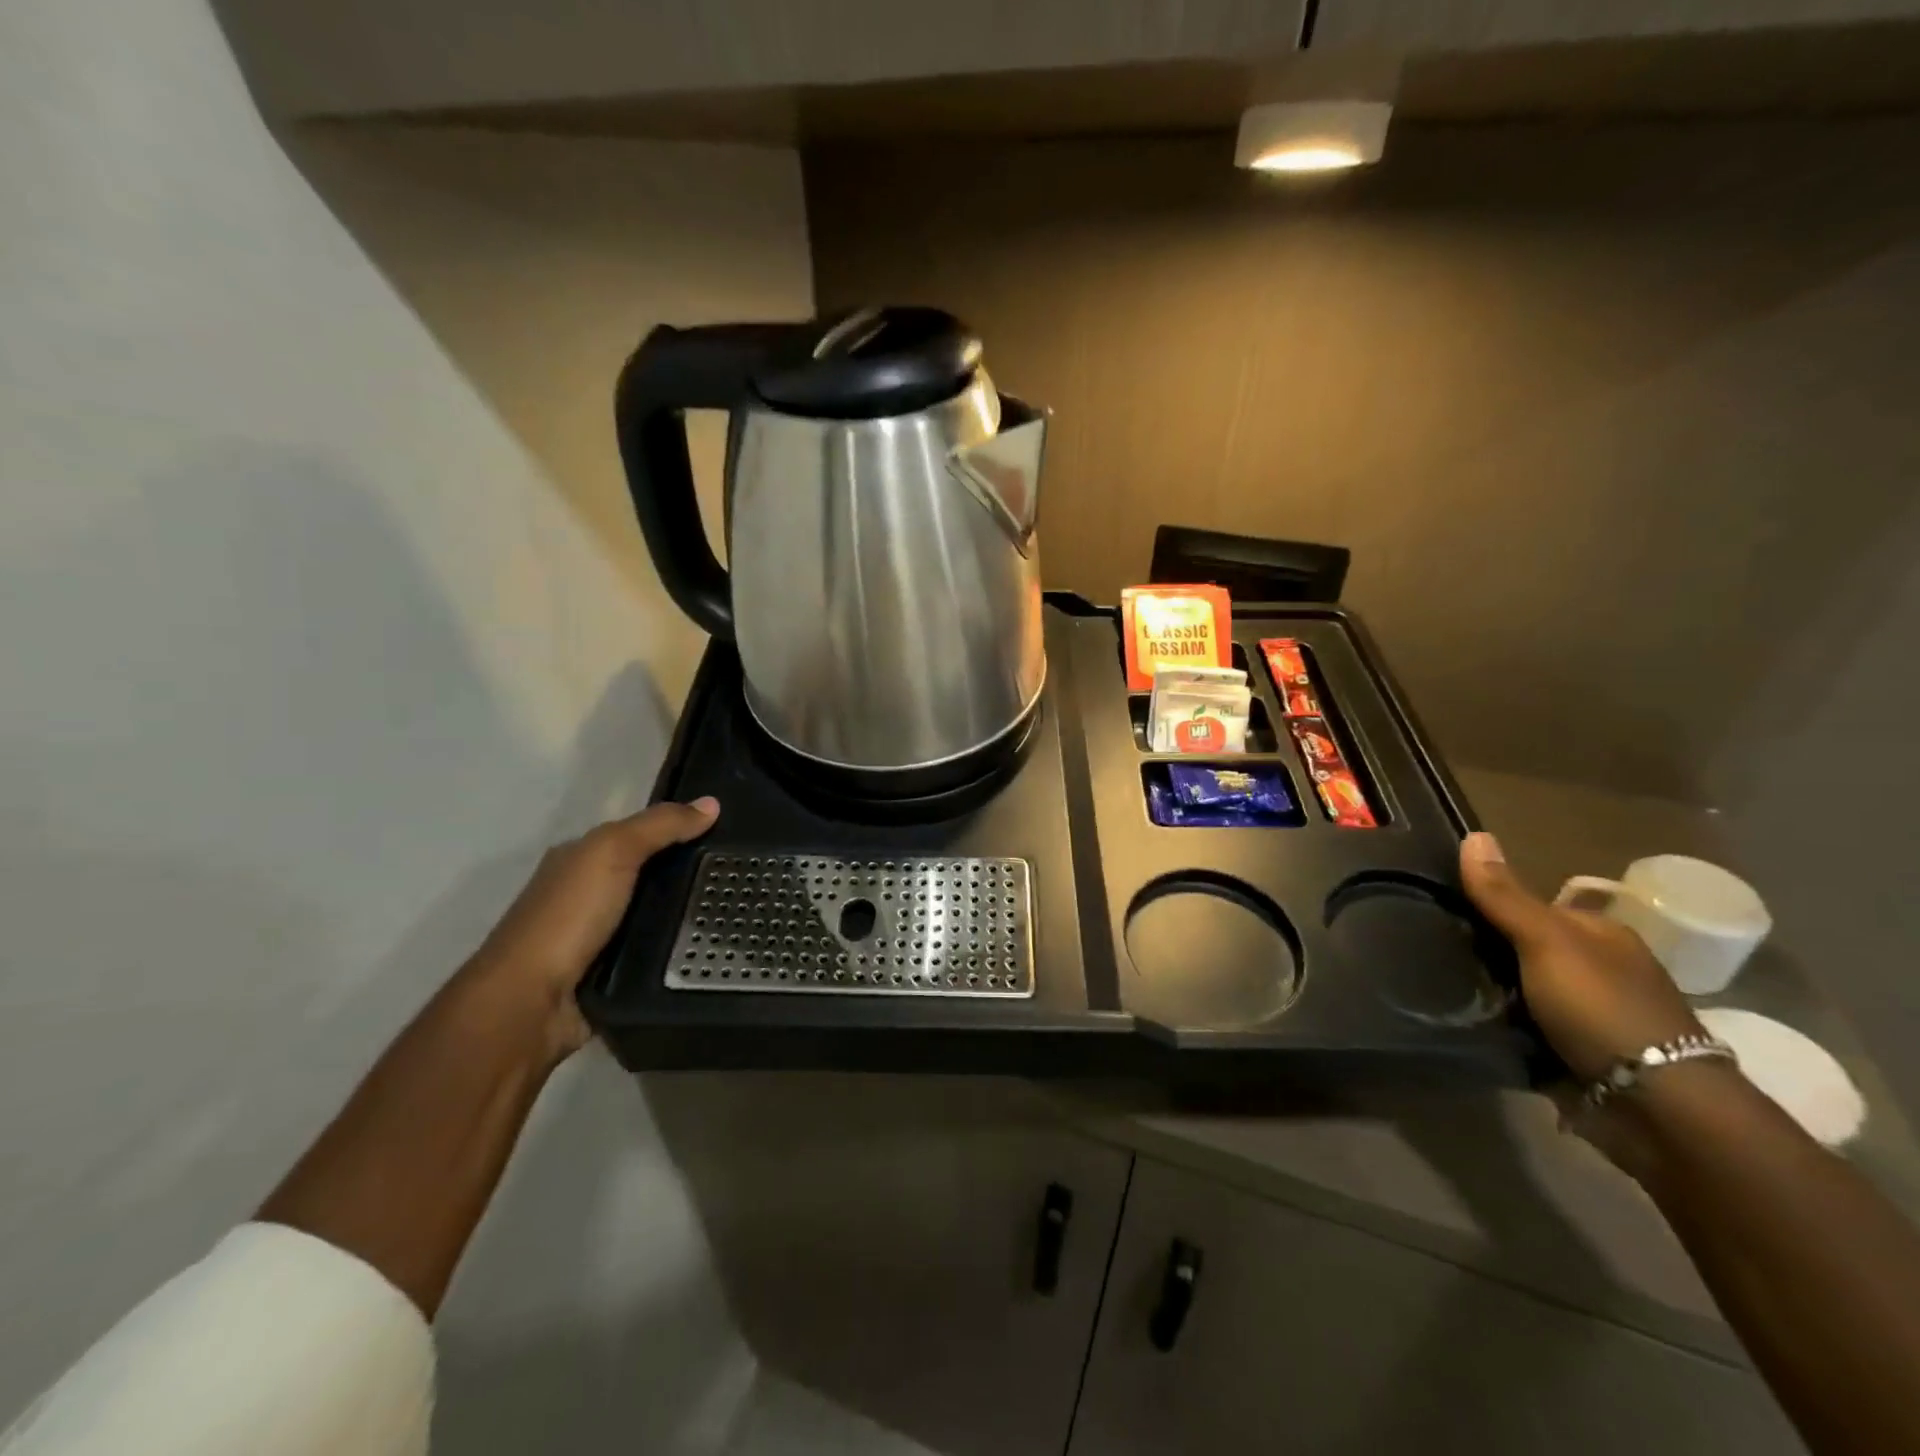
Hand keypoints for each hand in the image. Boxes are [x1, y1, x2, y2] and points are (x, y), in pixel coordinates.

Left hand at [470, 798, 719, 1057]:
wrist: (532, 1002)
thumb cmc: (568, 916)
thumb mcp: (613, 851)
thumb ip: (660, 825)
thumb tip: (712, 803)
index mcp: (580, 858)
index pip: (639, 834)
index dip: (679, 828)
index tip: (728, 830)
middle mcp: (587, 894)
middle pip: (651, 874)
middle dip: (691, 872)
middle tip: (744, 870)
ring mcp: (599, 936)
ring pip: (657, 913)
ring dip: (689, 912)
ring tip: (742, 908)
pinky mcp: (613, 972)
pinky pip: (657, 949)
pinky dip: (679, 946)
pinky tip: (711, 944)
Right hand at [1460, 831, 1712, 1175]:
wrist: (1656, 1108)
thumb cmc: (1604, 1008)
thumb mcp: (1547, 941)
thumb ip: (1505, 895)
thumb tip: (1474, 834)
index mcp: (1599, 935)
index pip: (1531, 905)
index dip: (1488, 902)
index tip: (1438, 906)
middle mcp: (1595, 970)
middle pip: (1521, 948)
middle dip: (1481, 949)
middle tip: (1425, 945)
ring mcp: (1585, 1015)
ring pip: (1517, 990)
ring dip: (1484, 990)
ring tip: (1429, 982)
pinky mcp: (1572, 1055)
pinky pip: (1519, 1029)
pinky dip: (1495, 1026)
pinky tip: (1459, 1019)